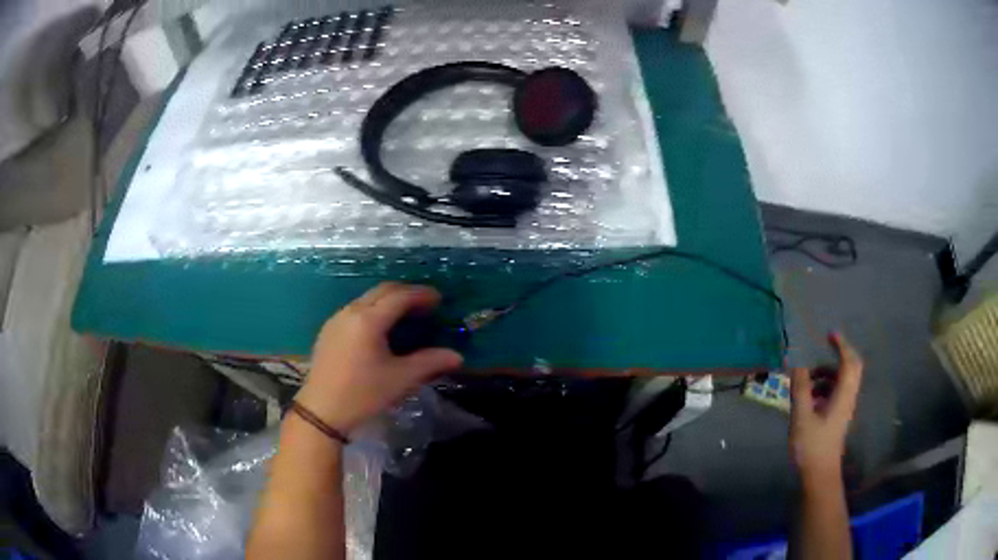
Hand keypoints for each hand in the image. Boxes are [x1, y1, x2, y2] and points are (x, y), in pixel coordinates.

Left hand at [295, 282, 463, 432]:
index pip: (399, 296)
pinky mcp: (328, 330)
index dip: (422, 294)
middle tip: (425, 305)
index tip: (439, 299)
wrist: (321, 411)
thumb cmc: (363, 394)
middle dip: (406, 293)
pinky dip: (373, 310)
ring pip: (367, 299)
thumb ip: (430, 362)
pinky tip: (380, 329)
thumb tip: (457, 357)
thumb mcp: (400, 379)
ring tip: (406, 316)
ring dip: (388, 301)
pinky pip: (355, 309)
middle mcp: (351, 312)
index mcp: (369, 320)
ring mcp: (336, 319)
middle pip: (382, 291)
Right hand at [789, 332, 862, 480]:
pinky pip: (836, 392)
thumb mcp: (802, 417)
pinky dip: (825, 387)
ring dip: (828, 373)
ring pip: (843, 381)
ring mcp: (844, 408)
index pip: (849, 362)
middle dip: (840, 354)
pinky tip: (809, 398)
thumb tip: (796, 362)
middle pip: (852, 368)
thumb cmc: (812, 446)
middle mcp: (848, 398)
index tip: (829, 334)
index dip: (841, 345)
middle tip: (825, 347)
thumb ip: (800, 388)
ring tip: (808, 380)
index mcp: (843, 395)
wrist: (819, 475)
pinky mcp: (838, 417)